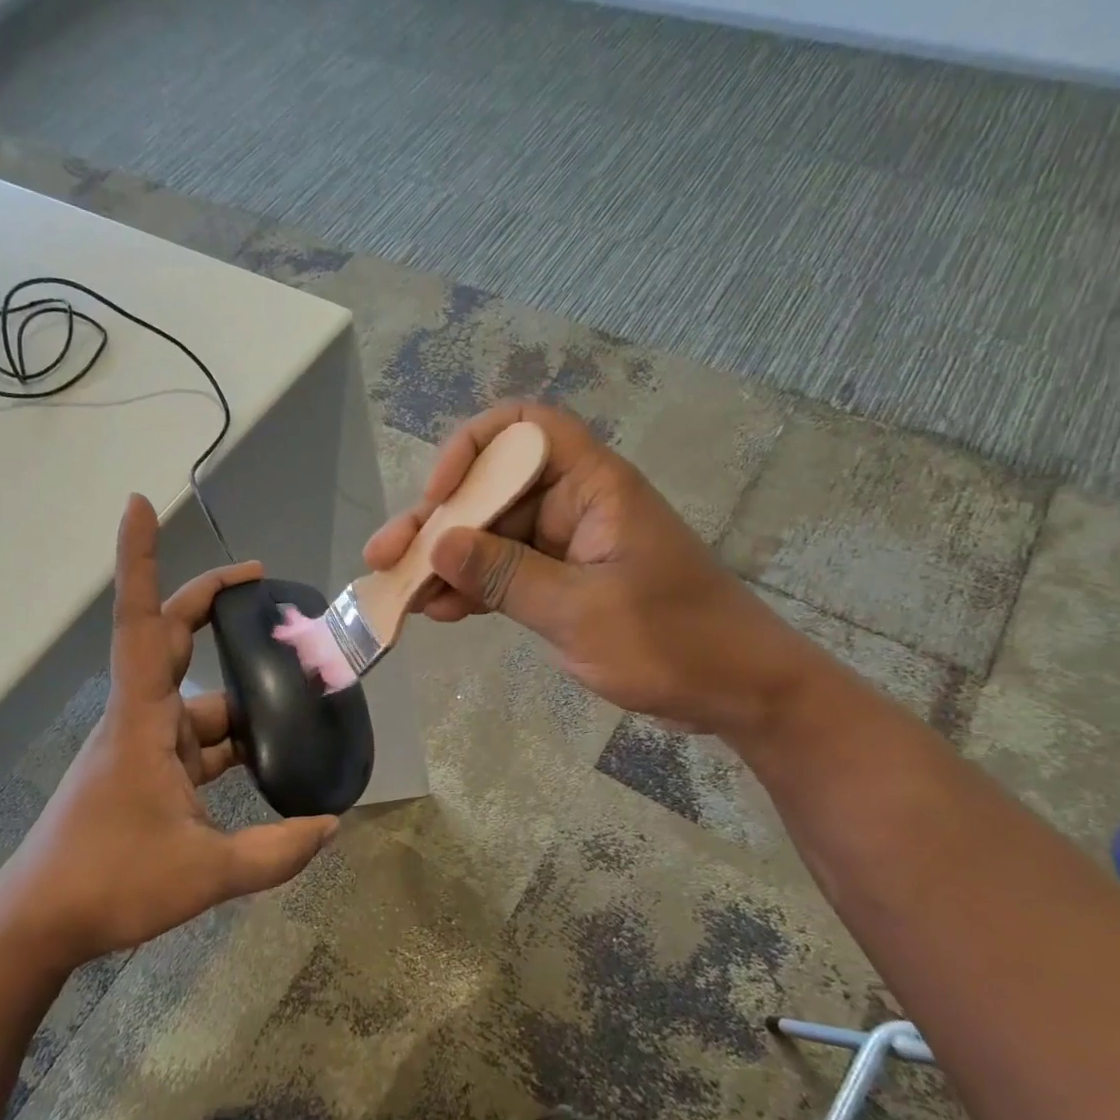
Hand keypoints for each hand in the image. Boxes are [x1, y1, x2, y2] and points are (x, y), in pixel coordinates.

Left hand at [4, 495, 338, 961]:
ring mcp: (142, 747)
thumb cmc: (109, 883)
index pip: (141, 621)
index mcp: (143, 721)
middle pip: (171, 640)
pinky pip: (197, 742)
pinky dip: (232, 742)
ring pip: (198, 703)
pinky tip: (271, 758)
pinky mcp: (144, 774)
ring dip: (243, 699)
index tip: (140, 503)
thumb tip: (332, 826)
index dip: (139, 559)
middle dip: (212, 605)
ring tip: (301, 696)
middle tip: (264, 588)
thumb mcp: (205, 873)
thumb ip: (276, 852)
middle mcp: (140, 720)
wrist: (40, 925)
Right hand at [364, 402, 813, 734]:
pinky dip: (471, 590)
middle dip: (437, 521)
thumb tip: (437, 543)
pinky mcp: (562, 584)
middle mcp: (574, 505)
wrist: (735, 691)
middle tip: (385, 557)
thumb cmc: (672, 641)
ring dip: (444, 562)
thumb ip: (506, 575)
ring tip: (397, 592)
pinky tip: (435, 612)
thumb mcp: (580, 611)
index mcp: (592, 486)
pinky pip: (504, 574)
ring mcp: (566, 547)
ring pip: (490, 537)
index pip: (524, 428)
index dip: (473, 448)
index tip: (440, 494)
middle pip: (492, 490)